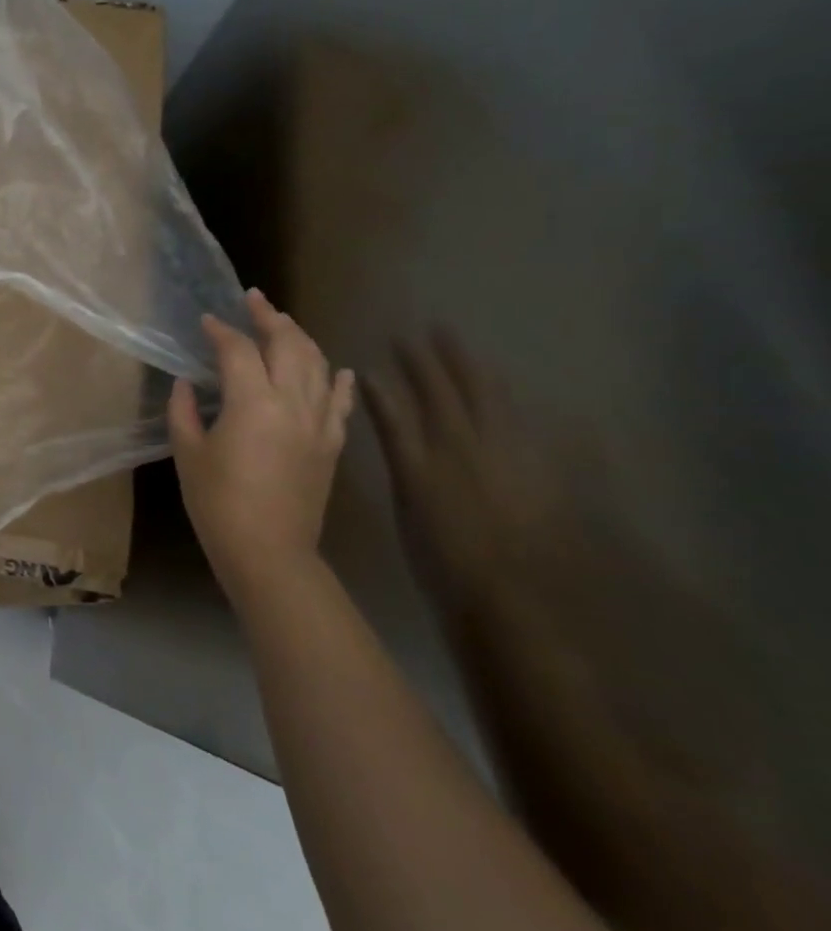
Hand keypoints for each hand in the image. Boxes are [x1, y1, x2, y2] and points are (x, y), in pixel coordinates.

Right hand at [168, 289, 355, 603]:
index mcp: (252, 403)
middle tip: (253, 300)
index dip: (221, 331)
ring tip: (284, 323)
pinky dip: (339, 380)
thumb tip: (187, 384)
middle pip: (288, 345)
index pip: (238, 351)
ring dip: (301, 338)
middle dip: (269, 317)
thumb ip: (184, 411)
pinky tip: (338, 368)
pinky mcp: (332, 444)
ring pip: (318, 365)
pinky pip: (340, 402)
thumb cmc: (217, 503)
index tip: (206, 320)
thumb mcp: (188, 453)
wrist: (269, 552)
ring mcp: (318, 423)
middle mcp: (292, 403)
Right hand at [365, 330, 571, 614]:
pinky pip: (546, 433)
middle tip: (433, 331)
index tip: (392, 344)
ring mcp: (517, 460)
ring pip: (498, 406)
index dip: (405, 371)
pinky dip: (534, 413)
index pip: (415, 401)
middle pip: (459, 394)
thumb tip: (380, 402)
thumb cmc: (439, 556)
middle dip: (442, 361)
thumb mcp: (407, 498)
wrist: (511, 599)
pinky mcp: (551, 479)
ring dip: (481, 377)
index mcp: (433, 454)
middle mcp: (476, 447)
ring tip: (468, 354)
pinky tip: (533, 401)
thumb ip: (398, 444)